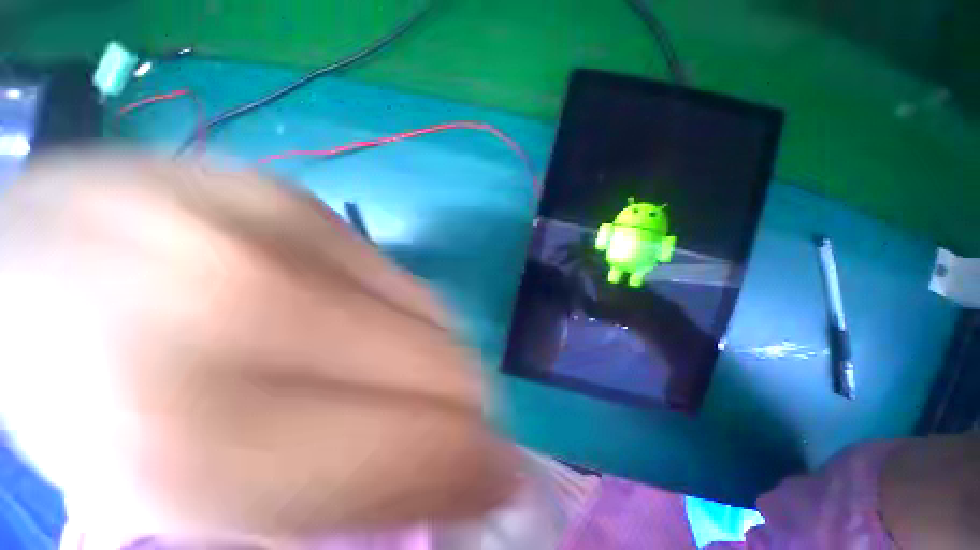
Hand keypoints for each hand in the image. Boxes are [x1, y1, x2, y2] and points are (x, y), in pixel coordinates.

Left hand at [0, 151, 518, 541]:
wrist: (30, 258)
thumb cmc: (86, 398)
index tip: (500, 483)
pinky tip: (391, 333)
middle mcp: (252, 305)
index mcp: (191, 432)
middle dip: (470, 412)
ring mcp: (284, 229)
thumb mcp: (196, 494)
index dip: (474, 471)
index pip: (415, 452)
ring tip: (428, 385)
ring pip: (435, 315)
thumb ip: (340, 490)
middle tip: (471, 434)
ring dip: (448, 365)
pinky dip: (417, 319)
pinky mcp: (302, 199)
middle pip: (441, 370)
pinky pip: (404, 277)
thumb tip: (452, 476)